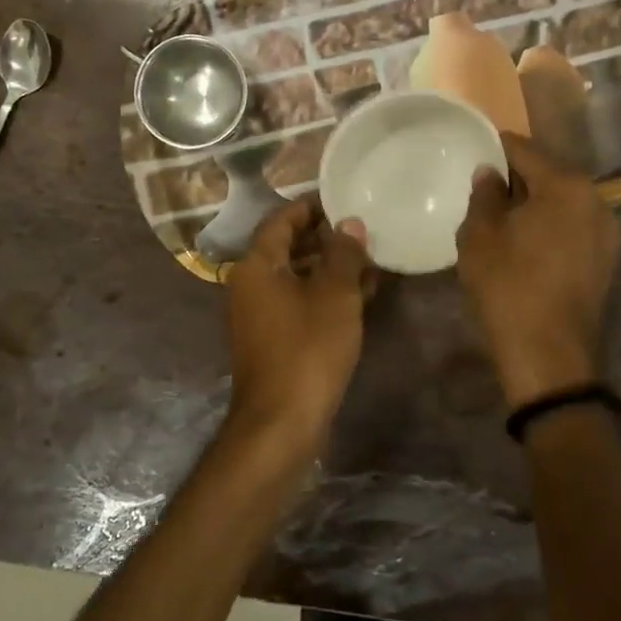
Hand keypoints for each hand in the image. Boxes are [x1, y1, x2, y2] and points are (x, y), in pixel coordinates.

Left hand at [224, 197, 370, 456]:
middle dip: (325, 239)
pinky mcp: (271, 339)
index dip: (310, 208)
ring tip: (369, 261)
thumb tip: (350, 223)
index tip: (341, 200)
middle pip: (287, 248)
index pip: (280, 220)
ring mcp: (258, 315)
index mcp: (256, 265)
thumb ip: (344, 254)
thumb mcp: (335, 295)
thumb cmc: (308, 348)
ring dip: (329, 268)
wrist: (282, 421)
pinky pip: (297, 303)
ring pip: (295, 277)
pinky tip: (359, 296)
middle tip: (362, 230)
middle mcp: (250, 285)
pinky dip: (323, 295)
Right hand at [457, 133, 619, 406]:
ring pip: (562, 202)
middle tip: (483, 189)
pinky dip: (550, 226)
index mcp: (566, 185)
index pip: (525, 149)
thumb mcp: (480, 236)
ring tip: (502, 219)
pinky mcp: (605, 260)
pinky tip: (526, 244)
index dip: (496, 148)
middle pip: (549, 174)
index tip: (474, 151)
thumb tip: (490, 173)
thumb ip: (484, 195)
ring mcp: (607, 231)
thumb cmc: (508, 286)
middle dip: (517, 178)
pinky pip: (572, 227)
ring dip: (534, 204)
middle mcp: (596, 199)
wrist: (548, 355)